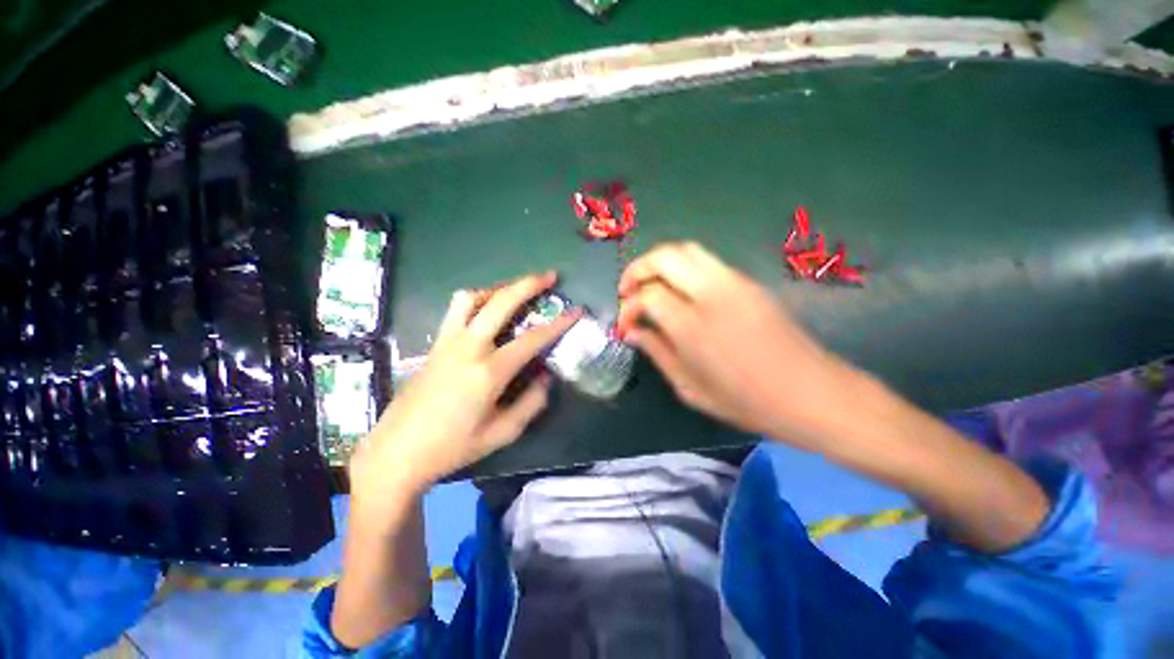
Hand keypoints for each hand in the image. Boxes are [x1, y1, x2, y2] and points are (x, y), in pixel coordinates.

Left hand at [350, 273, 578, 503]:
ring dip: (498, 288)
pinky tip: (486, 311)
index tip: (576, 310)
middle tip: (549, 276)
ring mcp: (448, 342)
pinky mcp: (435, 344)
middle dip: (529, 284)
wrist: (397, 451)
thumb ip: (531, 403)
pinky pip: (456, 310)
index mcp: (489, 372)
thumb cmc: (452, 447)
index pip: (532, 339)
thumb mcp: (502, 434)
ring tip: (514, 291)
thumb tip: (546, 377)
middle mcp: (469, 347)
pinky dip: (477, 300)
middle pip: (501, 302)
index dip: (558, 323)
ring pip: (472, 298)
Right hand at [617, 243, 857, 447]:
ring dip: (660, 263)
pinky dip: (683, 268)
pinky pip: (706, 262)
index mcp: (693, 326)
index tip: (625, 326)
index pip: (647, 296)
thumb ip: (657, 352)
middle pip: (664, 257)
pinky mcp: (749, 282)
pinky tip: (680, 293)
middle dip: (637, 270)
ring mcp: (734, 283)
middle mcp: (712, 294)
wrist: (811, 393)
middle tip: (628, 292)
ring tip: (650, 286)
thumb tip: (633, 331)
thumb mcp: (689, 387)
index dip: (628, 308)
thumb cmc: (746, 401)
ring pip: (686, 250)